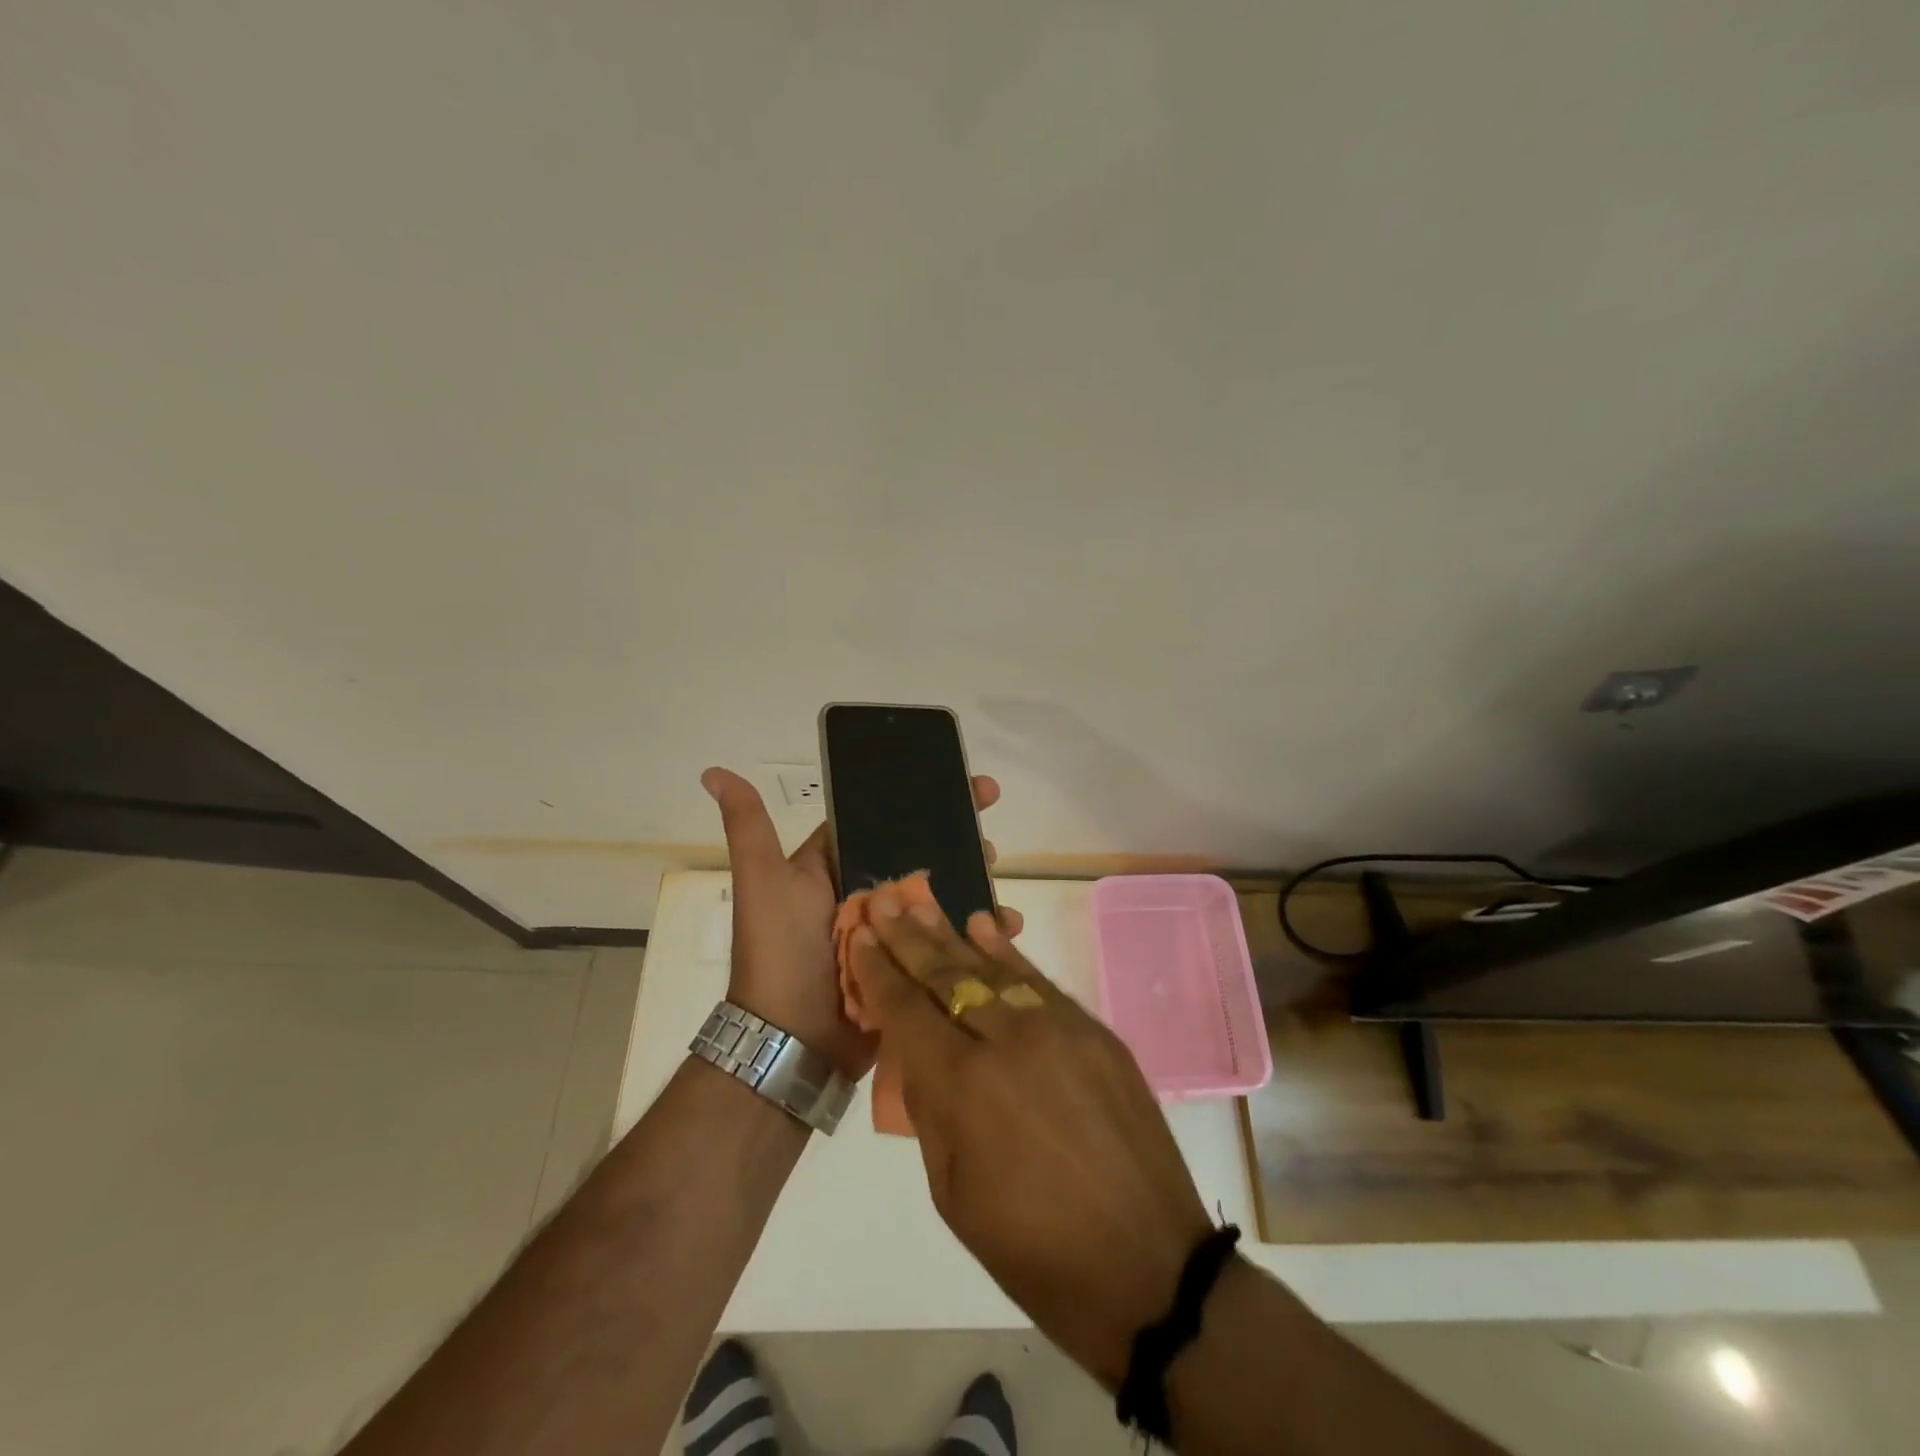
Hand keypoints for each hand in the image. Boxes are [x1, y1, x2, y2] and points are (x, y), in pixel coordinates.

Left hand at [701, 767, 1018, 1081]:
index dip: (924, 800)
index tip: (968, 787)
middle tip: (991, 835)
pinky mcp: (914, 964)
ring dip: (976, 880)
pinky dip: (979, 930)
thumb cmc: (779, 952)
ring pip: (943, 893)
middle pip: (922, 854)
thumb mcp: (763, 881)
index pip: (886, 821)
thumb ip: (747, 826)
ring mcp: (895, 930)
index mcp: (838, 866)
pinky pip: (951, 938)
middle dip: (960, 839)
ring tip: (998, 873)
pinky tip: (1007, 925)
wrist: (792, 1041)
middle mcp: (868, 893)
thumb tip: (712, 771)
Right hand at [847, 898, 1212, 1387]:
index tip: (860, 934)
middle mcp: (1008, 1041)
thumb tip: (916, 1052)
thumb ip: (930, 1109)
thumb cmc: (1036, 1252)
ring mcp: (1058, 1029)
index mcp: (964, 1087)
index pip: (907, 1011)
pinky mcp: (1094, 1032)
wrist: (1150, 1268)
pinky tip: (983, 927)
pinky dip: (1007, 953)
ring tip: (922, 904)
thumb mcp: (954, 1193)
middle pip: (946, 976)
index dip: (879, 971)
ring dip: (952, 934)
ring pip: (992, 968)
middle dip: (909, 938)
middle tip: (883, 901)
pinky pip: (1039, 982)